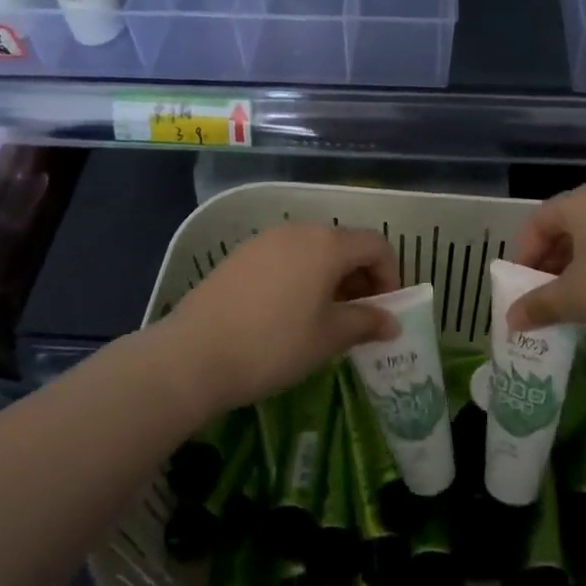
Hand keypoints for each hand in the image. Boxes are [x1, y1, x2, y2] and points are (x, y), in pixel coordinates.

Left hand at [161, 223, 398, 413]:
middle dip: (359, 277)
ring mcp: (265, 240)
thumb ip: (365, 322)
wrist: (194, 354)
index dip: (390, 275)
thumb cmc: (274, 345)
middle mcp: (298, 231)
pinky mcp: (240, 255)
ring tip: (323, 317)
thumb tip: (392, 322)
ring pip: (312, 250)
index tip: (384, 310)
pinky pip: (284, 257)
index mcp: (326, 244)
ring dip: (329, 277)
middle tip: (357, 317)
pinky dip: (300, 277)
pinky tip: (287, 313)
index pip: (376, 245)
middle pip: (344, 244)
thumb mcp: (328, 338)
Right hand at [508, 179, 585, 340]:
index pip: (536, 223)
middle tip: (544, 295)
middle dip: (549, 262)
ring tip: (574, 299)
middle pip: (564, 226)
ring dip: (576, 265)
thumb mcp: (578, 298)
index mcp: (580, 201)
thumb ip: (539, 305)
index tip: (522, 289)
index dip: (523, 256)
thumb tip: (510, 321)